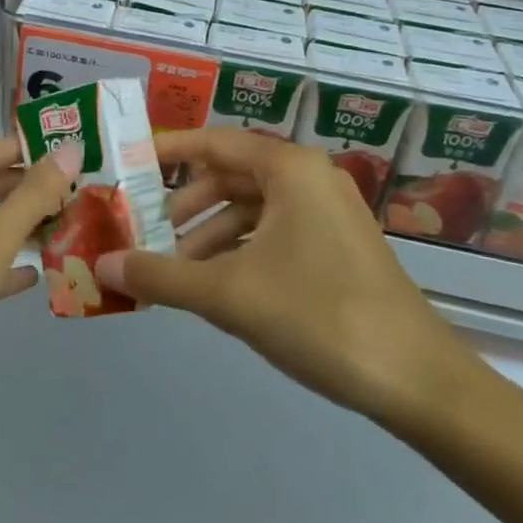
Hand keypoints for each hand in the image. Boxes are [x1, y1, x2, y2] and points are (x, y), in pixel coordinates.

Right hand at [96, 129, 476, 437]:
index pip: (213, 141)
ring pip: (251, 207)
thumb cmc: (319, 314)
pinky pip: (274, 231)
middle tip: (143, 227)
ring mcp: (326, 212)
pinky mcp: (336, 246)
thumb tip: (103, 265)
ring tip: (172, 266)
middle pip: (230, 174)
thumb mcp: (230, 294)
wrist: (419, 381)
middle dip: (185, 202)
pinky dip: (239, 249)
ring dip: (209, 232)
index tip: (127, 163)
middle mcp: (308, 177)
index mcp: (288, 167)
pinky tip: (215, 284)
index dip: (167, 151)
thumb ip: (162, 276)